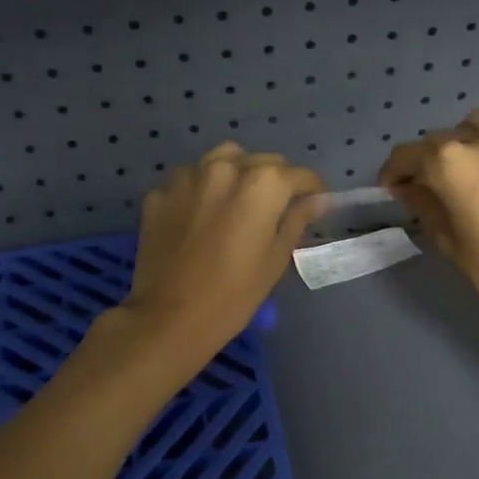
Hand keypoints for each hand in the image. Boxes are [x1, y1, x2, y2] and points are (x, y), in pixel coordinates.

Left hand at [125, 143, 325, 355]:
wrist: (169, 317)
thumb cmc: (235, 294)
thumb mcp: (276, 259)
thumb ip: (297, 220)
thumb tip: (318, 201)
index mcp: (263, 183)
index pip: (300, 175)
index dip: (312, 190)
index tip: (315, 204)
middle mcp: (226, 167)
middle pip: (262, 162)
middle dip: (275, 181)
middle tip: (275, 210)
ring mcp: (188, 176)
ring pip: (223, 160)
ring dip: (237, 175)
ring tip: (237, 203)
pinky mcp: (160, 193)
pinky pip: (190, 181)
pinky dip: (202, 191)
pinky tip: (201, 218)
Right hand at [380, 110, 478, 330]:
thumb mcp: (448, 242)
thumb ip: (424, 205)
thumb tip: (410, 187)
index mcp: (452, 163)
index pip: (409, 154)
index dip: (394, 171)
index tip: (394, 187)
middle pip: (446, 137)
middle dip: (433, 159)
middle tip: (436, 185)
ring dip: (473, 144)